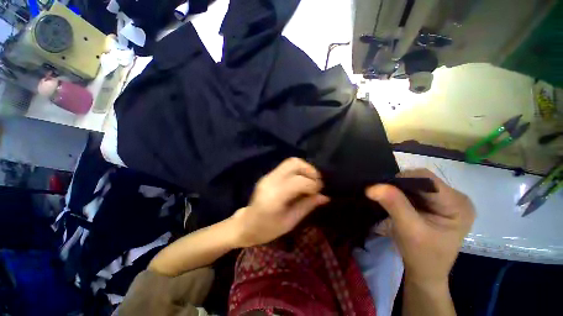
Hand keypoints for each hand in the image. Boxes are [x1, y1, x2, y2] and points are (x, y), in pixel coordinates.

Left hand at [231, 158, 329, 247]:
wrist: (245, 225)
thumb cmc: (267, 229)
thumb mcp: (290, 222)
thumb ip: (307, 206)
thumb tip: (325, 197)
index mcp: (275, 196)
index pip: (299, 181)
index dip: (314, 184)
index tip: (320, 191)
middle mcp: (271, 181)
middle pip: (294, 163)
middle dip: (310, 170)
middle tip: (317, 183)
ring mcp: (268, 176)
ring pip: (291, 161)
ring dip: (305, 168)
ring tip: (310, 181)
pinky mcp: (268, 175)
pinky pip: (286, 166)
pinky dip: (298, 170)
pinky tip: (301, 181)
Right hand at [366, 169, 474, 285]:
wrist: (425, 271)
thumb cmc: (421, 255)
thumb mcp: (408, 229)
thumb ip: (394, 204)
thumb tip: (373, 186)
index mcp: (458, 204)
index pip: (427, 179)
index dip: (402, 180)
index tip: (382, 188)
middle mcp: (455, 198)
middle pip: (421, 179)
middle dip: (399, 185)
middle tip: (383, 195)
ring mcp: (445, 200)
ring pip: (415, 183)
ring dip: (398, 189)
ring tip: (387, 199)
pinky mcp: (435, 203)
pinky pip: (414, 190)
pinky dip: (400, 193)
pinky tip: (394, 201)